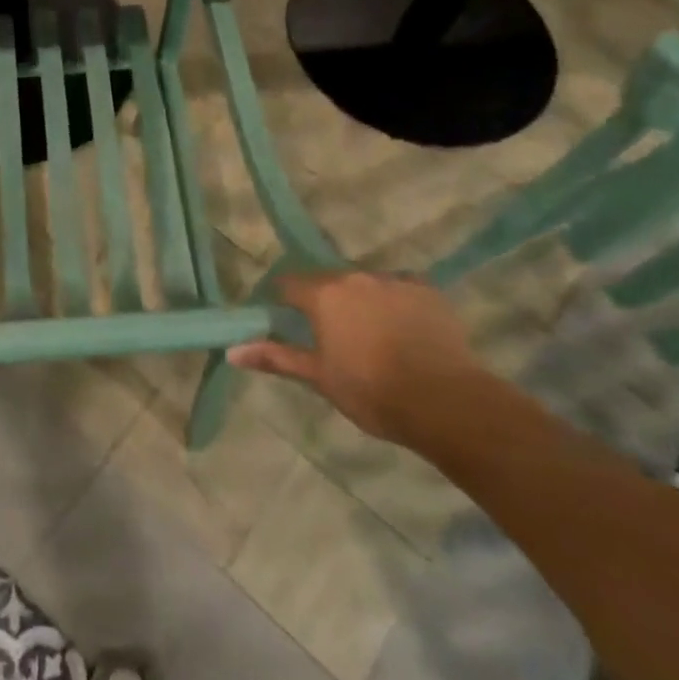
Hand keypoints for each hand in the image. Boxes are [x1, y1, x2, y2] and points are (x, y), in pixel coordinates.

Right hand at [227, 270, 479, 446]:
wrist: (446, 402)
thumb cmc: (372, 391)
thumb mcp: (319, 378)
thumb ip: (276, 357)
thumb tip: (231, 351)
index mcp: (323, 294)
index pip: (289, 284)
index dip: (283, 300)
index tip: (285, 319)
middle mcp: (354, 277)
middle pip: (328, 281)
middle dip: (325, 301)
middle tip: (331, 334)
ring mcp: (393, 281)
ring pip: (365, 284)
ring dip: (361, 300)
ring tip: (372, 334)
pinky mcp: (427, 291)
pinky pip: (401, 288)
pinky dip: (396, 302)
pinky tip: (404, 327)